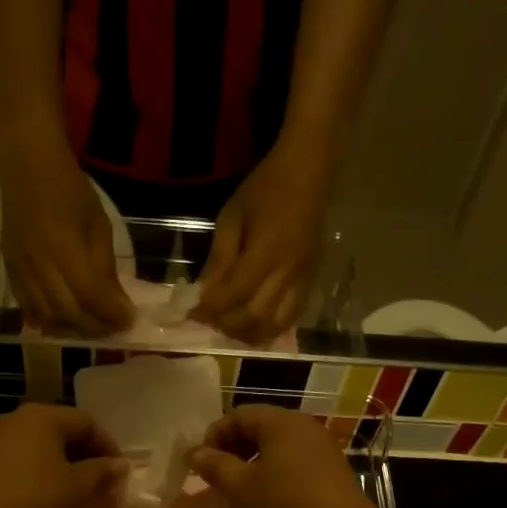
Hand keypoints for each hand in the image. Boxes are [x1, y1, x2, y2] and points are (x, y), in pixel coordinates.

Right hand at [0, 127, 133, 334]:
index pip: (90, 296)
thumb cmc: (70, 189)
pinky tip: (64, 324)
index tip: (129, 321)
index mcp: (64, 248)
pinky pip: (28, 308)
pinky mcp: (10, 271)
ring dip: (73, 330)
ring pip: (47, 317)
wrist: (27, 165)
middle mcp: (39, 265)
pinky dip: (48, 322)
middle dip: (95, 327)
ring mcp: (21, 270)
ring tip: (91, 328)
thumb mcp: (99, 225)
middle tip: (113, 328)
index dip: (111, 314)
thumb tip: (117, 305)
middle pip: (68, 313)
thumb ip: (105, 268)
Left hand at [0, 403, 128, 507]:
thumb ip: (101, 472)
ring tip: (78, 500)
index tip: (119, 475)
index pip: (87, 423)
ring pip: (42, 452)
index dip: (108, 448)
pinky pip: (23, 466)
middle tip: (101, 489)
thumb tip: (118, 464)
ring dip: (64, 473)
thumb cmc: (34, 502)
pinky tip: (48, 506)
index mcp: (44, 417)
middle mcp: (18, 420)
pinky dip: (41, 481)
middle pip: (63, 435)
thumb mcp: (77, 489)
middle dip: (86, 462)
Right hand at [189, 405, 375, 507]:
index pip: (237, 415)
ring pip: (277, 449)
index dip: (213, 436)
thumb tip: (194, 452)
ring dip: (252, 466)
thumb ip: (214, 466)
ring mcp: (322, 450)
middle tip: (216, 479)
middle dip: (232, 451)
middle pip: (259, 429)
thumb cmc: (284, 506)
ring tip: (238, 493)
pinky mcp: (331, 474)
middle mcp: (303, 428)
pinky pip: (294, 466)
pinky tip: (267, 503)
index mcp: (280, 422)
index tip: (200, 465)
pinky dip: (274, 477)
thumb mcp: (239, 487)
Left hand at [194, 136, 333, 342]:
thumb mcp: (231, 218)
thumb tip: (206, 294)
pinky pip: (293, 317)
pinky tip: (257, 326)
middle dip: (229, 325)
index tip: (194, 314)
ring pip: (277, 324)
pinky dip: (272, 328)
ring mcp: (303, 279)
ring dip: (251, 333)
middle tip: (211, 322)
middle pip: (256, 316)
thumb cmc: (264, 189)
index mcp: (266, 252)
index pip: (235, 294)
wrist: (307, 173)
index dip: (212, 309)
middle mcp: (287, 272)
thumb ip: (219, 259)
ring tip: (233, 329)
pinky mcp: (312, 280)